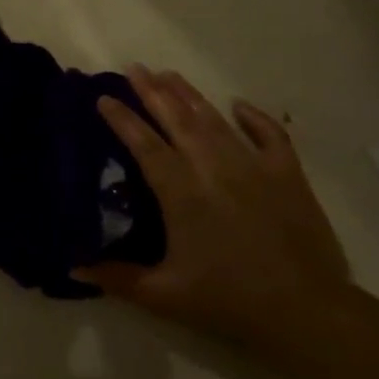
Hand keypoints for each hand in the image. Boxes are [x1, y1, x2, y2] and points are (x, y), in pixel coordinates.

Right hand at [78, 67, 351, 346]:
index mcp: (181, 192)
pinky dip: (254, 117)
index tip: (104, 98)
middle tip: (134, 68)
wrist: (305, 311)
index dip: (122, 119)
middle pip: (177, 120)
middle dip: (153, 92)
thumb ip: (117, 277)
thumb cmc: (228, 301)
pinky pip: (270, 135)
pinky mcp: (287, 175)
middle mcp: (213, 168)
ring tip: (169, 74)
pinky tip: (239, 105)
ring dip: (190, 95)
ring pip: (215, 120)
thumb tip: (73, 267)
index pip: (144, 145)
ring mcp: (254, 167)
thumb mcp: (164, 296)